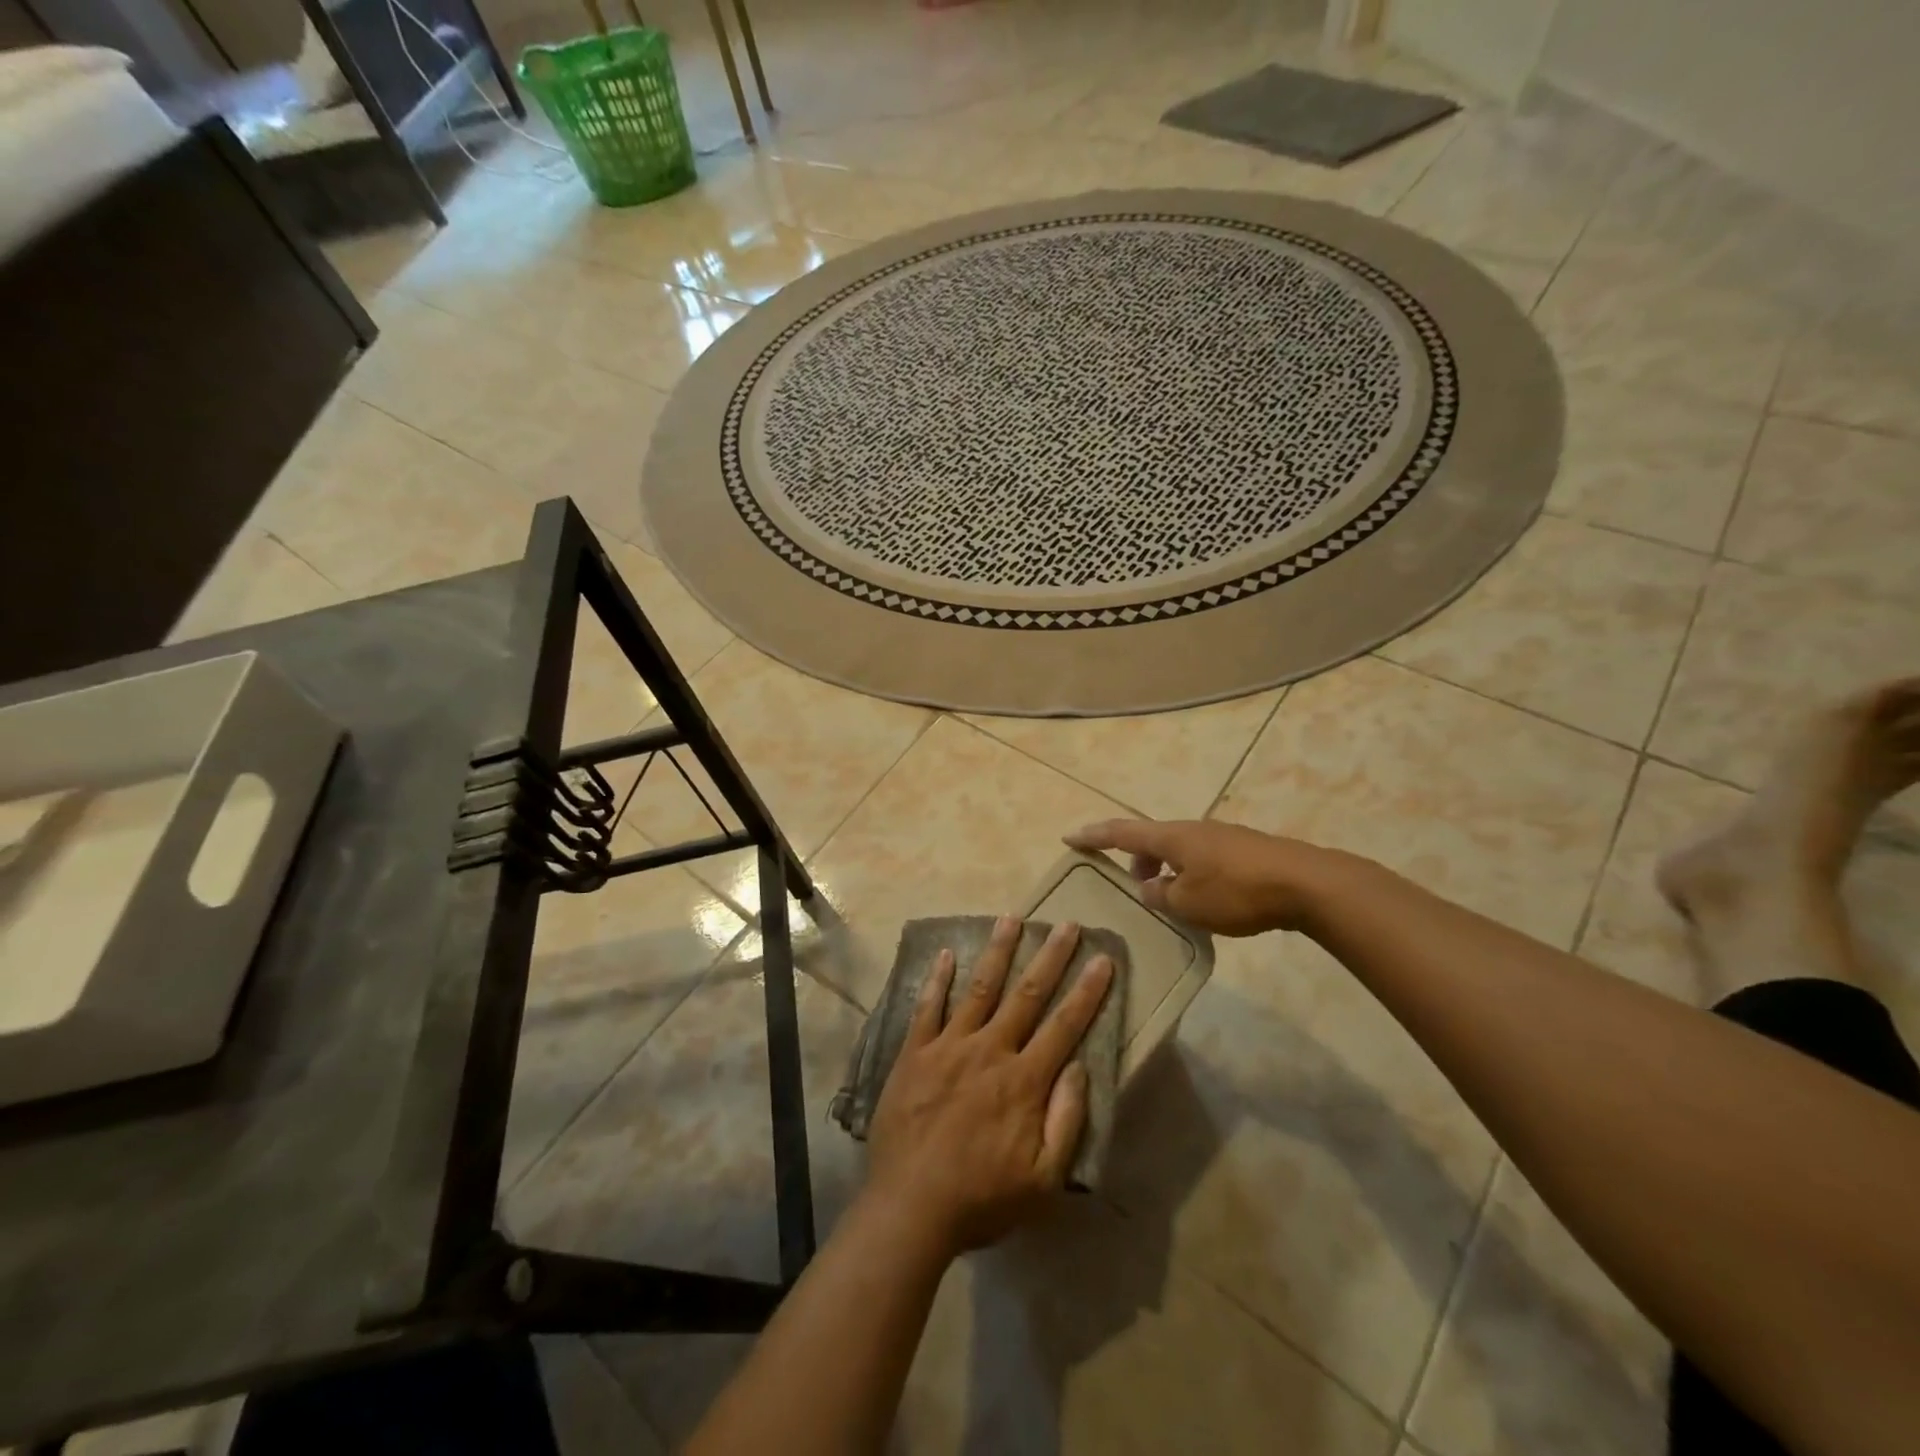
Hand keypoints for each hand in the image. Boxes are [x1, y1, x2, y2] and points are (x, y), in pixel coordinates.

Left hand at [864, 916, 1114, 1255]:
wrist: (909, 1209)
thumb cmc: (981, 1199)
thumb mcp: (1043, 1180)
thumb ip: (1066, 1120)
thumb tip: (1080, 1066)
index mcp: (1024, 1081)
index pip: (1064, 1025)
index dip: (1087, 991)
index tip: (1103, 959)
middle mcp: (990, 1051)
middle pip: (1026, 995)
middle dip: (1050, 957)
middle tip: (1066, 924)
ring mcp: (948, 1047)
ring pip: (979, 989)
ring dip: (998, 952)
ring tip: (1012, 918)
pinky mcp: (914, 1053)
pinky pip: (927, 1007)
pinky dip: (937, 979)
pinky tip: (947, 953)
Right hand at [1064, 818, 1343, 935]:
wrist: (1306, 883)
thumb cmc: (1237, 893)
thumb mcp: (1188, 903)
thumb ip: (1161, 895)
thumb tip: (1151, 888)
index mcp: (1172, 837)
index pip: (1121, 832)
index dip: (1093, 835)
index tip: (1069, 837)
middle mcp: (1192, 829)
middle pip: (1152, 838)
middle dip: (1136, 858)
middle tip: (1135, 886)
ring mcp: (1221, 837)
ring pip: (1179, 848)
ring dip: (1165, 867)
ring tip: (1170, 897)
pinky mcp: (1244, 849)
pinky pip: (1202, 856)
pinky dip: (1189, 872)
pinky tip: (1204, 898)